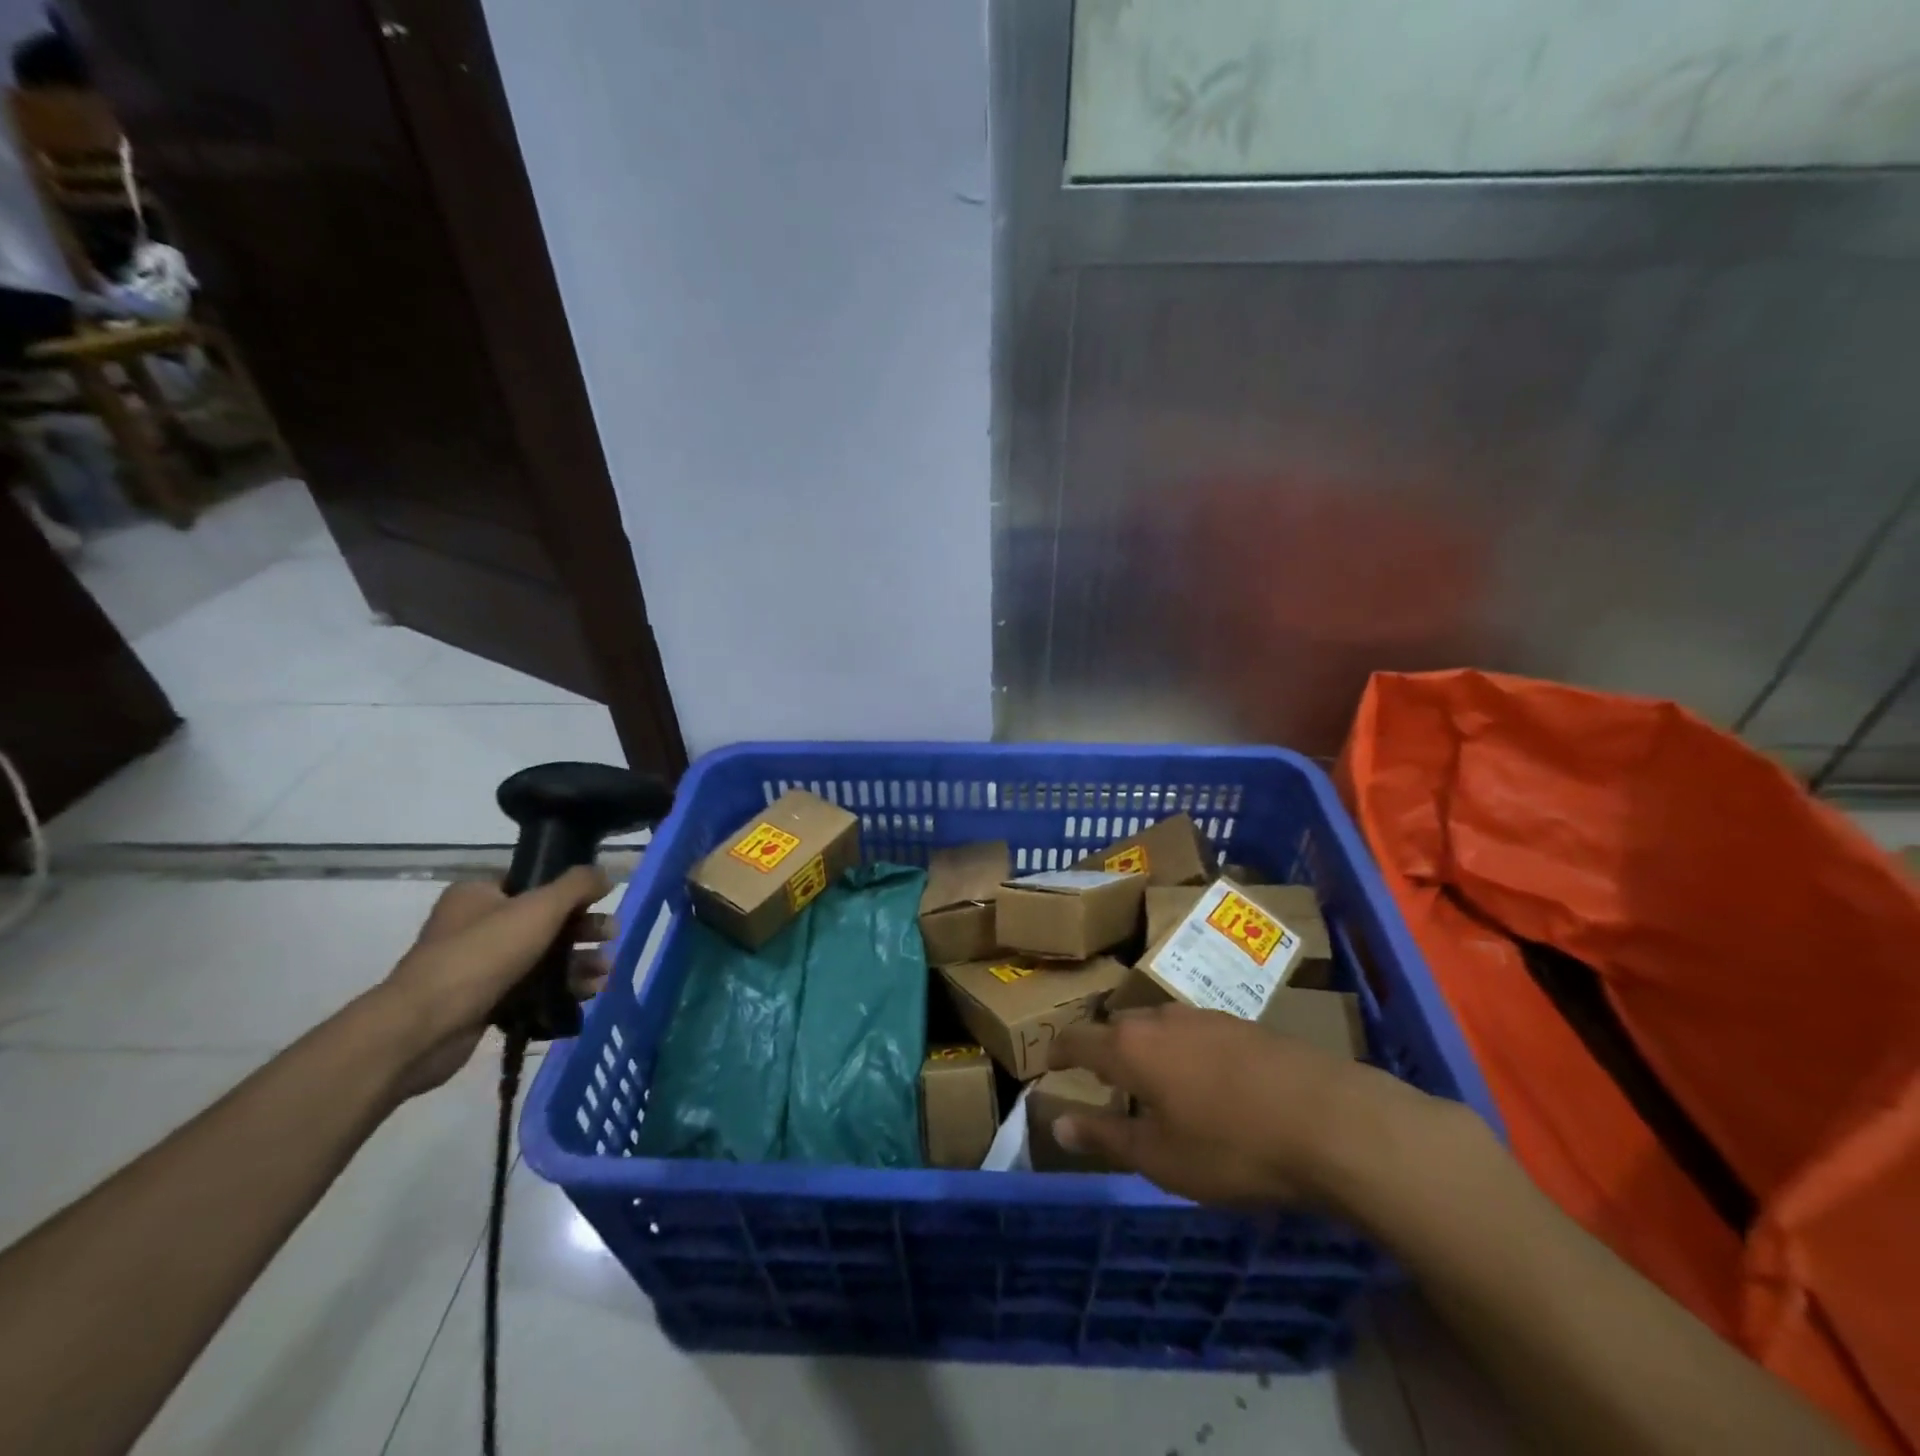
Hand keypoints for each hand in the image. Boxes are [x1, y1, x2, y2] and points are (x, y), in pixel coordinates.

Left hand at [376, 867, 615, 1095]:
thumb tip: (605, 874)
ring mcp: (478, 966)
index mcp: (479, 894)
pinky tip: (588, 994)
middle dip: (582, 931)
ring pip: (542, 957)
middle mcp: (476, 925)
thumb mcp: (540, 908)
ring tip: (605, 973)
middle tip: (611, 937)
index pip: (534, 883)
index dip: (571, 892)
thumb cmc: (483, 954)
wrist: (423, 1028)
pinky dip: (560, 990)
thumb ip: (578, 885)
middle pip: (544, 921)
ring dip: (578, 962)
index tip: (602, 902)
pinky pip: (532, 989)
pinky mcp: (483, 1002)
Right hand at [1047, 1002, 1442, 1212]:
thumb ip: (1105, 1137)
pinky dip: (1181, 1049)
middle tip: (1101, 1078)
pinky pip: (1193, 1031)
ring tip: (1150, 1079)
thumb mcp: (1160, 1158)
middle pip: (1118, 1025)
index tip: (1048, 1062)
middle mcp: (1161, 1018)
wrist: (1331, 1120)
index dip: (1059, 1050)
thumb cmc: (1232, 1147)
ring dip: (1145, 1047)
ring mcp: (1205, 1016)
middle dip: (1104, 1048)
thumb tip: (1057, 1124)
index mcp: (1131, 1046)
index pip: (1078, 1038)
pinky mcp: (1242, 1024)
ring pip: (1158, 1024)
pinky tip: (1203, 1079)